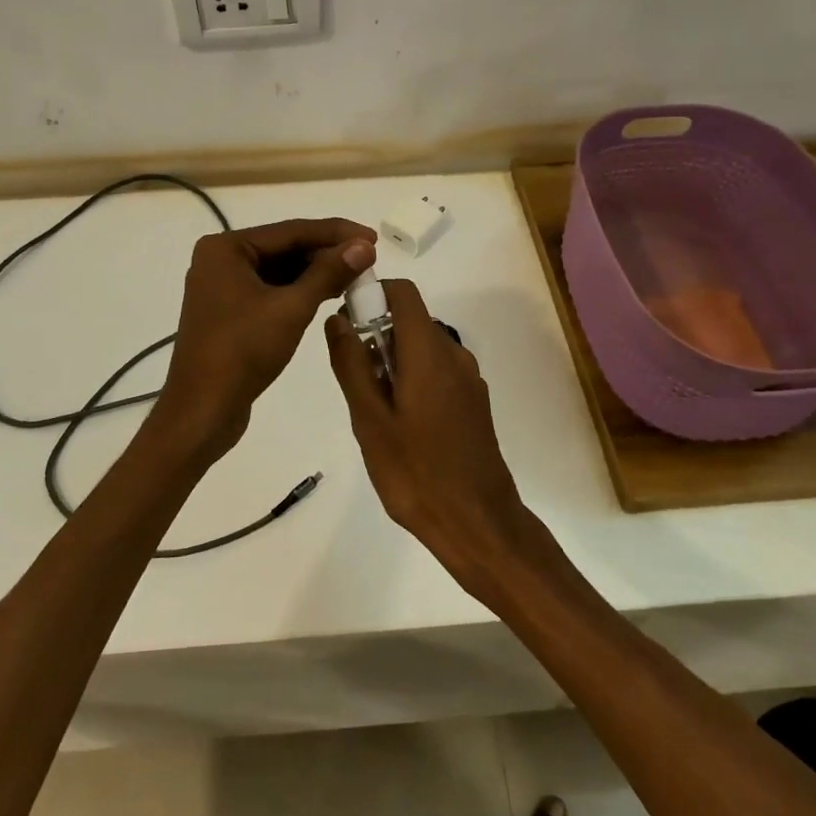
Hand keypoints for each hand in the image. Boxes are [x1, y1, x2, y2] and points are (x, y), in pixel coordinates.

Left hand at [158, 217, 376, 456]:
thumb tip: (363, 247)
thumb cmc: (243, 352)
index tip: (373, 238)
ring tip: (357, 277)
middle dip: (326, 254)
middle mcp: (220, 260)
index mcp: (226, 248)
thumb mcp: (292, 308)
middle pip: (284, 248)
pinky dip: (299, 292)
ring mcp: (223, 287)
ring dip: (316, 273)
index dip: (336, 233)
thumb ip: (328, 273)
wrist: (202, 411)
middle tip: (369, 261)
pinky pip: (271, 290)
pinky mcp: (230, 312)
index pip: (291, 231)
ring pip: (279, 270)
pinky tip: (329, 294)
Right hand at [325, 279, 536, 596]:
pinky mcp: (473, 402)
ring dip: (393, 361)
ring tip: (375, 410)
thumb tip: (337, 319)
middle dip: (376, 335)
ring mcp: (468, 379)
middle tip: (355, 380)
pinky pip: (437, 372)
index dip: (372, 293)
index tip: (346, 321)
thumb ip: (351, 364)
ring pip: (422, 348)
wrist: (478, 523)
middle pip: (411, 320)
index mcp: (429, 352)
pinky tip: (402, 425)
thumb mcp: (369, 419)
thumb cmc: (416, 472)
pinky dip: (413, 379)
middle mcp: (454, 354)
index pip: (403, 292)